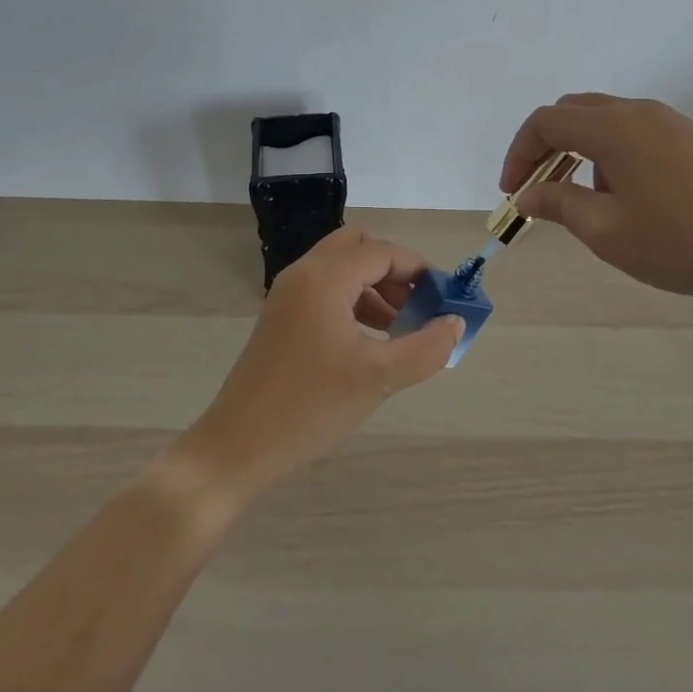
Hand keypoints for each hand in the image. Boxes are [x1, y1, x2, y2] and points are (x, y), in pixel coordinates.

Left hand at [172, 227, 463, 501]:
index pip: (382, 252)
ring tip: (400, 328)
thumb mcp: (377, 378)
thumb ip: (425, 348)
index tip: (445, 298)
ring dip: (374, 286)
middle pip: (358, 247)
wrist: (237, 445)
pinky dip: (353, 301)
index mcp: (325, 278)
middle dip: (394, 270)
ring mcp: (288, 294)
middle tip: (417, 305)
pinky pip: (326, 290)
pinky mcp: (281, 317)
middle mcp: (304, 274)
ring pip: (341, 268)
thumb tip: (455, 323)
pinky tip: (369, 341)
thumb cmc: (310, 406)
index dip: (419, 270)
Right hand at [500, 93, 692, 324]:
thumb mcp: (610, 233)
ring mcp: (674, 122)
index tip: (513, 192)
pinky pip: (638, 133)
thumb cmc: (687, 240)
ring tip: (587, 200)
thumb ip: (560, 206)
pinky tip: (633, 198)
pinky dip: (614, 154)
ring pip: (608, 121)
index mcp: (613, 128)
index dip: (519, 153)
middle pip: (574, 112)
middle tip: (539, 188)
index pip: (545, 122)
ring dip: (581, 151)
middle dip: (546, 146)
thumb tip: (528, 195)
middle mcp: (640, 112)